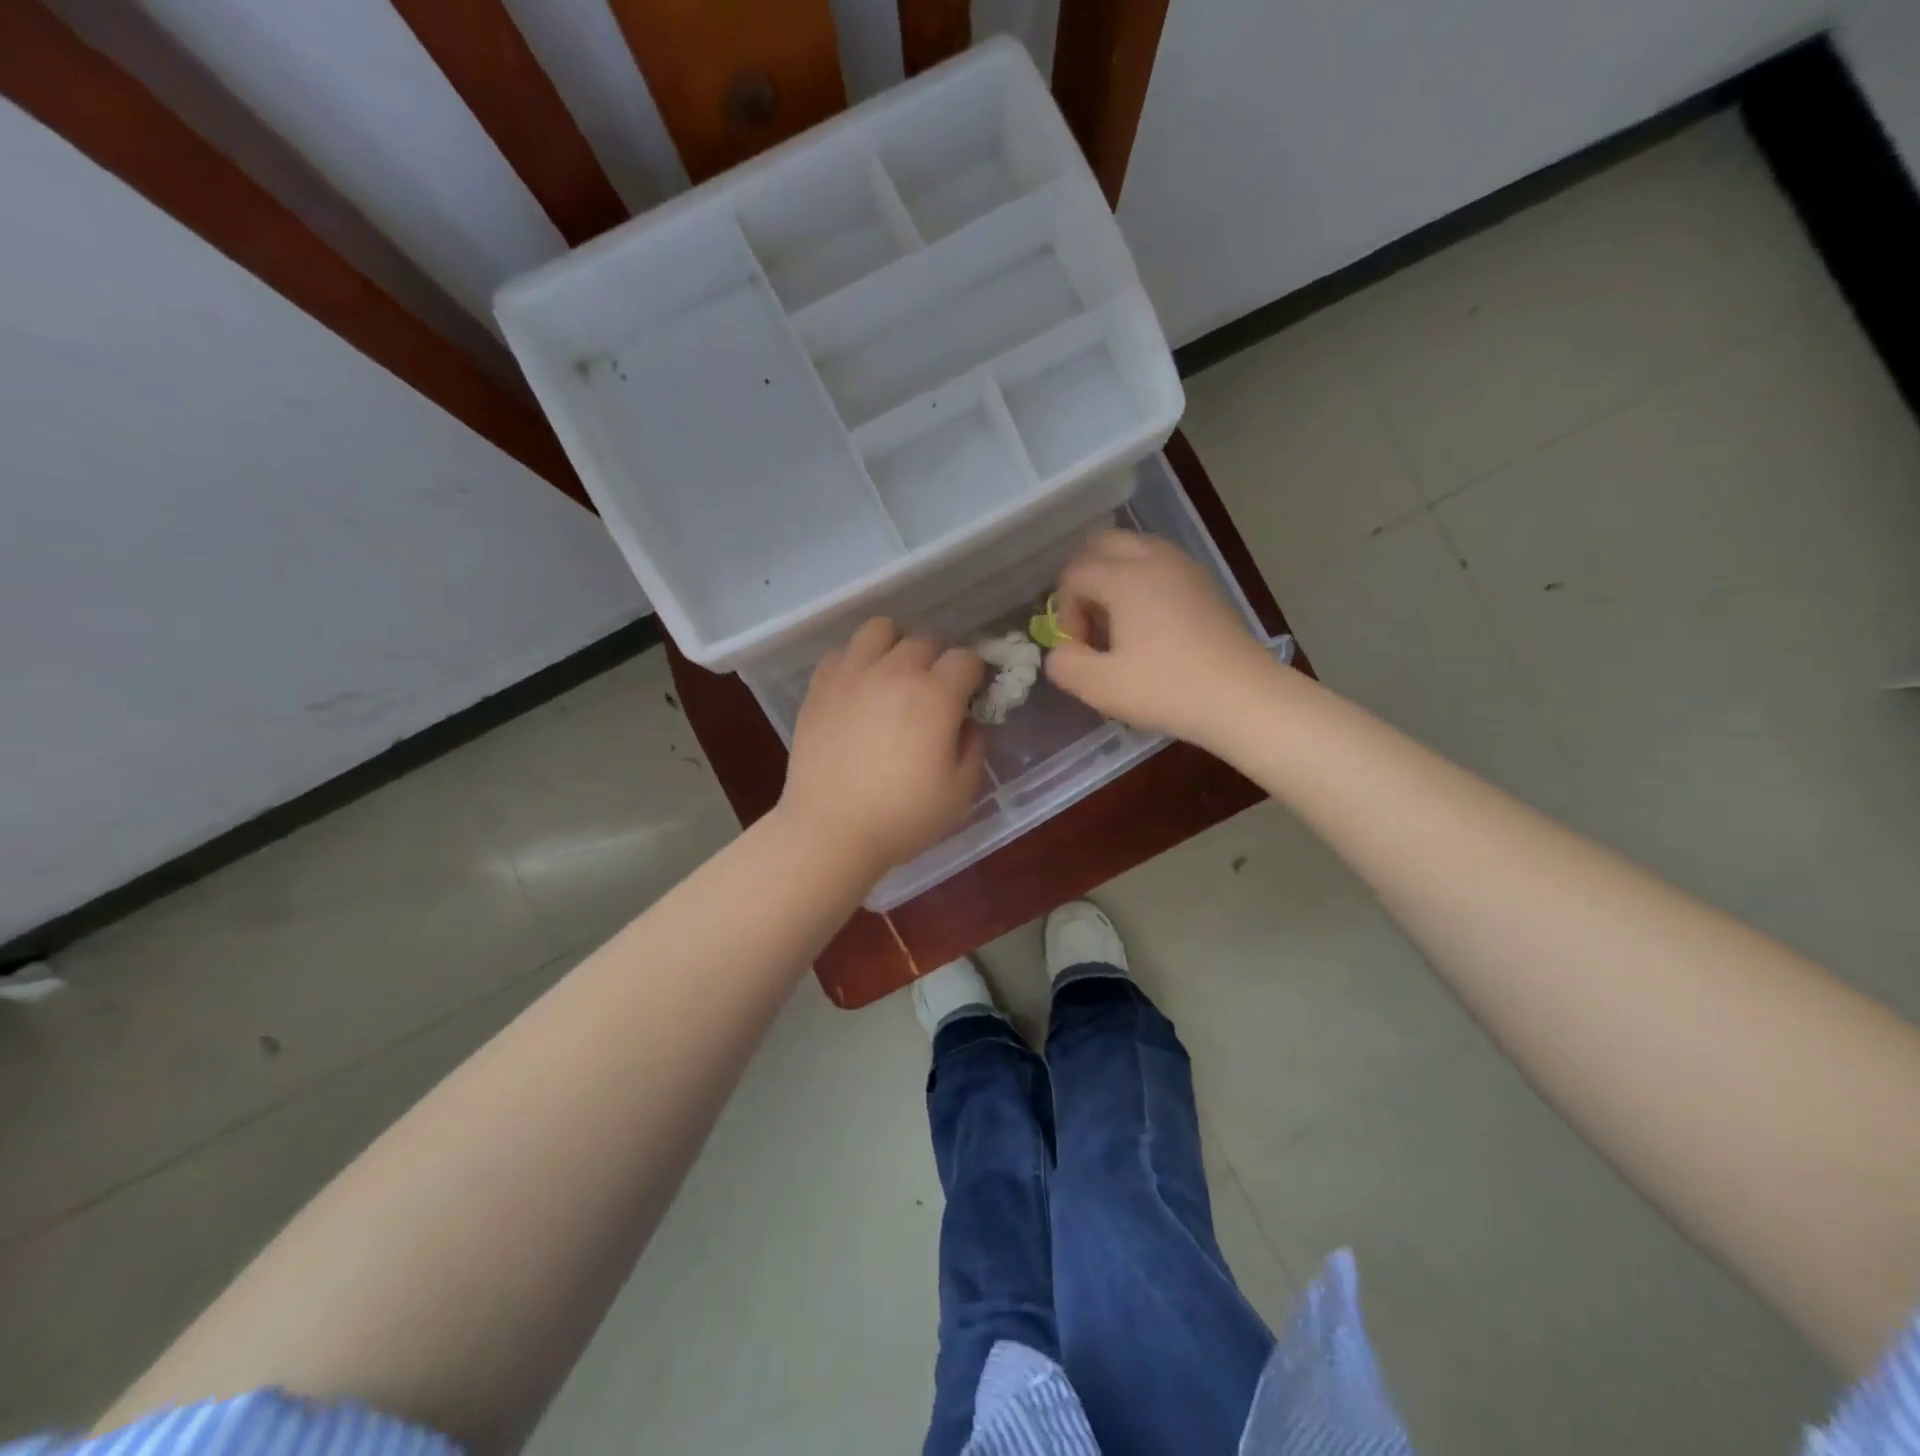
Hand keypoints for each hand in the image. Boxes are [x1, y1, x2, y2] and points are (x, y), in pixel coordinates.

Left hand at [779, 618, 986, 874]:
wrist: (830, 830)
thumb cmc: (902, 817)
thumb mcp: (960, 792)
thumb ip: (974, 747)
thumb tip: (968, 722)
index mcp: (935, 695)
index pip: (967, 659)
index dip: (974, 676)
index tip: (969, 698)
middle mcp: (894, 672)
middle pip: (926, 640)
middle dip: (937, 662)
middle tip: (932, 695)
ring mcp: (852, 674)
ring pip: (880, 629)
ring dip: (895, 646)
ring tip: (893, 677)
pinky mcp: (819, 686)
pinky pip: (842, 652)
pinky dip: (855, 662)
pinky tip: (858, 690)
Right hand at [1046, 529, 1280, 745]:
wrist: (1242, 698)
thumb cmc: (1167, 689)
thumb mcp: (1100, 687)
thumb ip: (1064, 664)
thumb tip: (1061, 650)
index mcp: (1125, 577)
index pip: (1074, 573)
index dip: (1065, 611)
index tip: (1080, 648)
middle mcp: (1155, 559)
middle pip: (1102, 544)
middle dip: (1085, 580)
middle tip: (1091, 624)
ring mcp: (1185, 568)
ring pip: (1134, 551)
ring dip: (1114, 579)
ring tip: (1120, 626)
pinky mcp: (1205, 584)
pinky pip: (1160, 566)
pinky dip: (1143, 584)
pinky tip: (1150, 628)